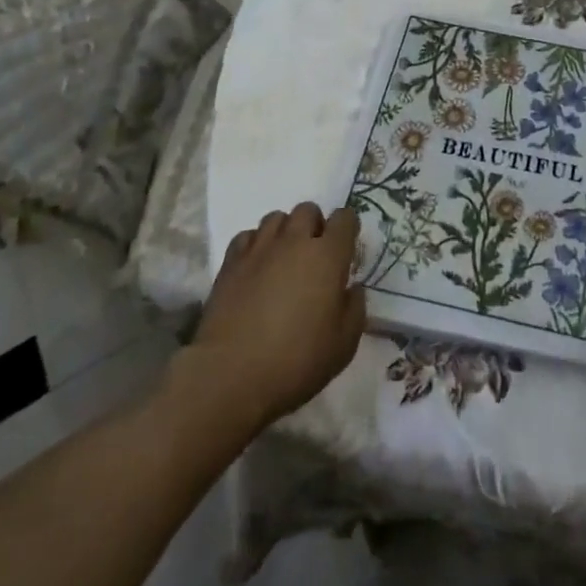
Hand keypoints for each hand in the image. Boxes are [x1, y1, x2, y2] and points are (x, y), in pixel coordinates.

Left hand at [182, 203, 365, 431]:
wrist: (231, 376)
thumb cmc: (296, 361)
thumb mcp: (344, 345)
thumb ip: (355, 309)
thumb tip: (352, 289)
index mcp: (328, 255)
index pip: (345, 218)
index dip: (348, 228)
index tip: (346, 248)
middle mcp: (295, 241)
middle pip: (308, 210)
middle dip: (314, 225)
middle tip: (313, 255)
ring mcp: (260, 248)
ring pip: (276, 217)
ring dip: (285, 231)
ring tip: (283, 258)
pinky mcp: (231, 262)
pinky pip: (247, 236)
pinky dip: (255, 244)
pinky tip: (256, 267)